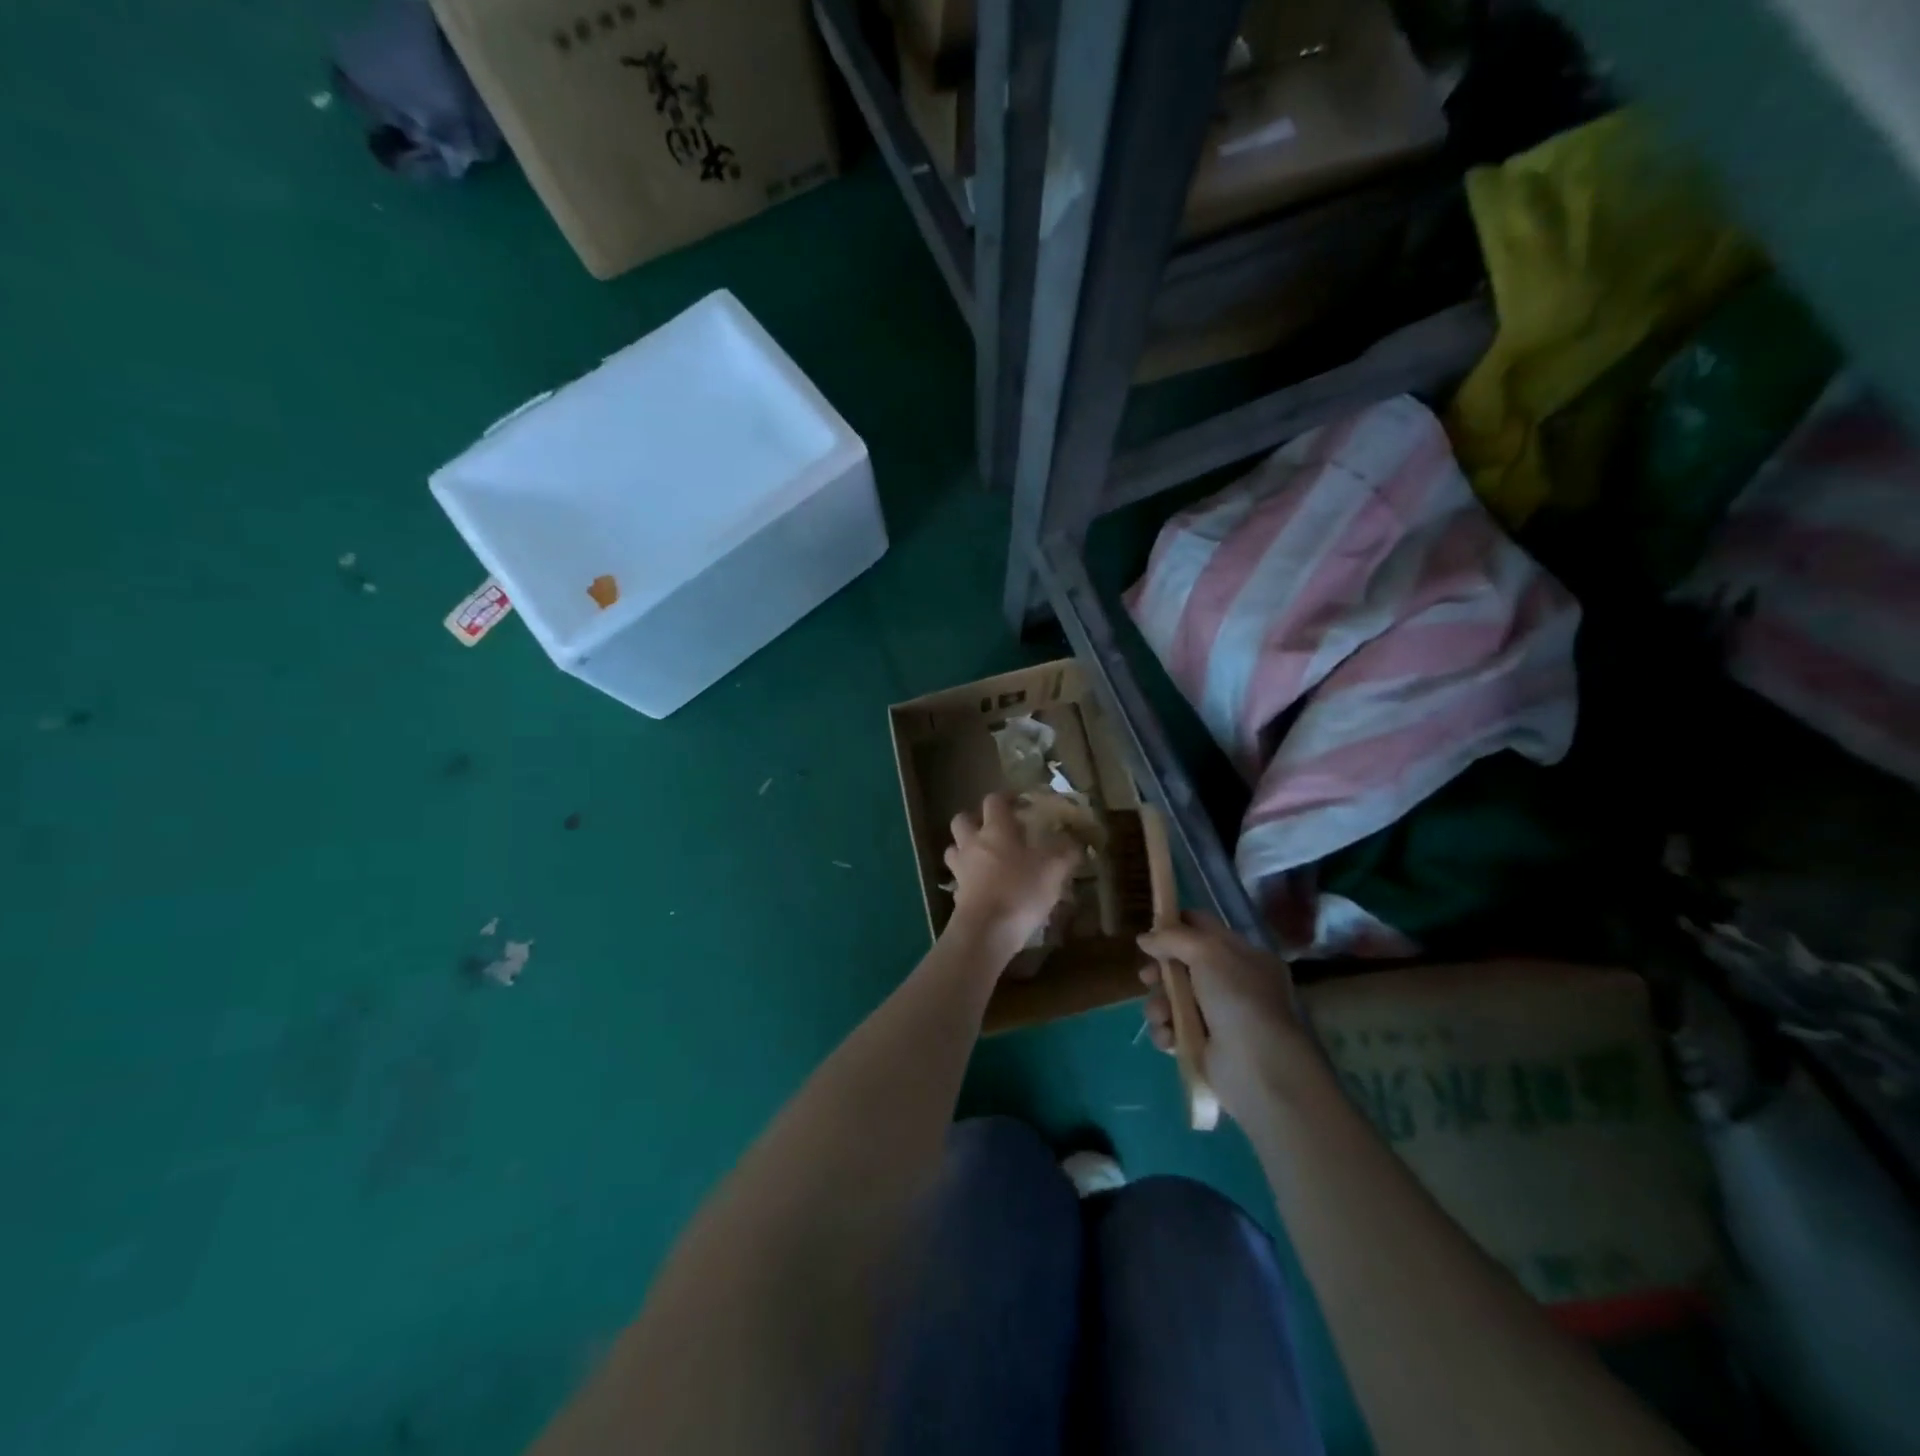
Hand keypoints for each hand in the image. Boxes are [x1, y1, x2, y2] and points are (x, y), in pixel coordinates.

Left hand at [944, 792, 1080, 961]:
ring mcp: (960, 869)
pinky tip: (983, 887)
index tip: (1019, 802)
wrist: (986, 931)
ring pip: (954, 848)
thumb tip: (1074, 842)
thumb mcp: (1054, 869)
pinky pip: (958, 878)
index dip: (1005, 797)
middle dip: (974, 820)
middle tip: (994, 829)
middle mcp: (972, 843)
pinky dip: (968, 878)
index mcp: (996, 830)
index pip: (994, 800)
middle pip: (962, 819)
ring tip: (984, 857)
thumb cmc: (1020, 890)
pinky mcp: (956, 894)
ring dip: (965, 848)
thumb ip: (1066, 852)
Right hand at [1138, 912, 1319, 1119]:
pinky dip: (1165, 1031)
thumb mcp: (1207, 952)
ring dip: (1159, 1004)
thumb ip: (1173, 938)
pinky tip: (1168, 1037)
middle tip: (1147, 978)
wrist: (1258, 1067)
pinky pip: (1173, 1029)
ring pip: (1173, 999)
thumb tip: (1144, 939)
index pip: (1205, 929)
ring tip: (1161, 1015)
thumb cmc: (1237, 998)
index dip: (1176, 926)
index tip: (1150, 931)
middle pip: (1183, 965)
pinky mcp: (1203, 1047)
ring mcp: (1218, 1017)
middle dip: (1160, 971)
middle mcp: (1233, 984)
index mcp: (1244, 957)